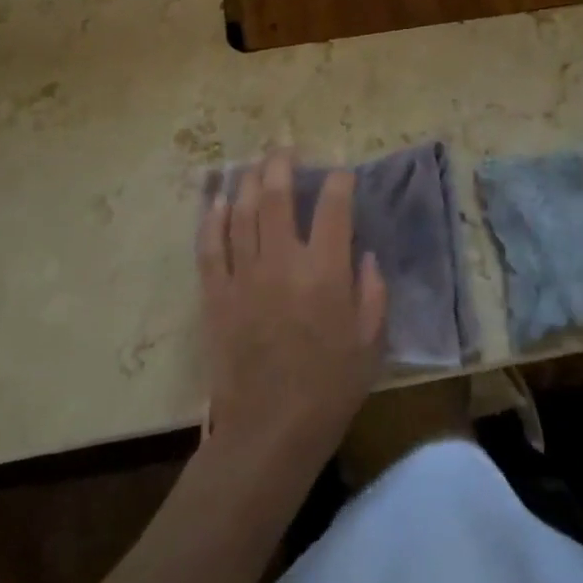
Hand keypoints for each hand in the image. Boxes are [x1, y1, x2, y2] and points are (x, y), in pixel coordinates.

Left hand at [197, 150, 387, 469]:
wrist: (268, 432)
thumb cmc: (329, 389)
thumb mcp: (370, 343)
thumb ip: (373, 293)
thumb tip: (366, 255)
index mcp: (325, 271)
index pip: (334, 206)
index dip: (339, 181)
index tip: (342, 174)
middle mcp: (282, 262)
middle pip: (278, 195)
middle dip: (283, 164)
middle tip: (286, 150)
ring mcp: (244, 275)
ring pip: (243, 212)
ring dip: (249, 181)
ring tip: (256, 164)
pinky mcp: (216, 294)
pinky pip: (210, 246)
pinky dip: (214, 219)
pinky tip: (219, 202)